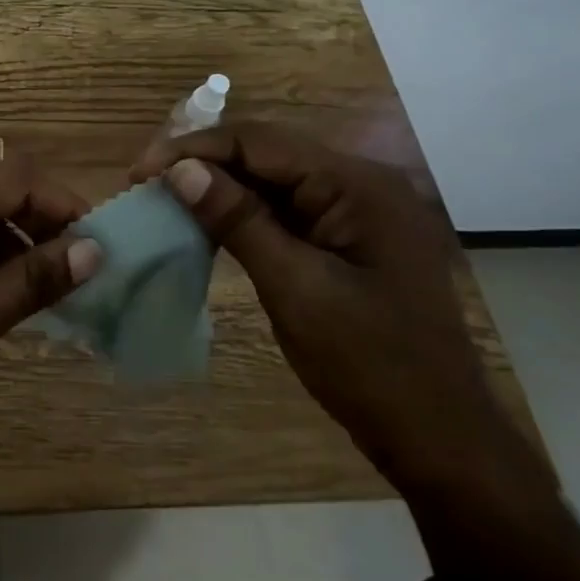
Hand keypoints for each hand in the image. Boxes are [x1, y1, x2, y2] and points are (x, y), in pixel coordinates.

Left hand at [0, 159, 101, 466]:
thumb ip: (34, 278)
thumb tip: (97, 251)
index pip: (20, 179)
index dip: (69, 207)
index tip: (107, 245)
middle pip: (0, 192)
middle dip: (46, 226)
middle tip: (87, 272)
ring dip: (18, 245)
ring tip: (56, 289)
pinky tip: (10, 293)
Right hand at [131, 123, 526, 493]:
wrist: (439, 438)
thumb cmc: (370, 364)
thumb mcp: (296, 288)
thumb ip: (238, 221)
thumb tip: (180, 170)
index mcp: (357, 185)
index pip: (260, 142)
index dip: (195, 149)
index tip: (141, 172)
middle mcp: (359, 185)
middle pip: (266, 154)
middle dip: (203, 164)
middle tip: (145, 185)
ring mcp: (355, 214)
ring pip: (271, 182)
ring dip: (218, 188)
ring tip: (164, 201)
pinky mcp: (345, 241)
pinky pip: (284, 212)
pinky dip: (242, 216)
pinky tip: (206, 227)